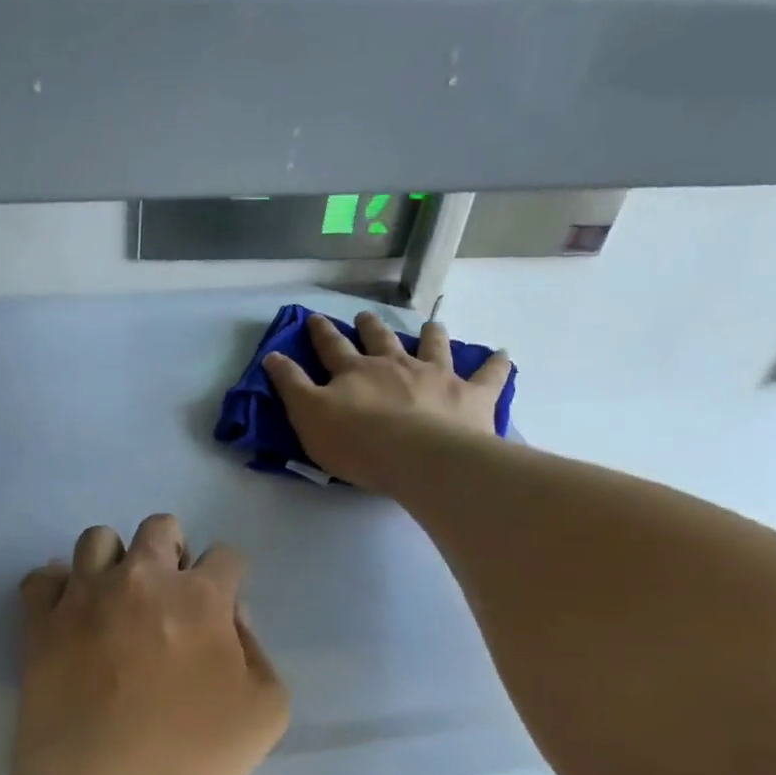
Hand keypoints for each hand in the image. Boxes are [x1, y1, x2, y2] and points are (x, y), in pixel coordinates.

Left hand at [8, 515, 288, 774]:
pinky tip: (69, 612)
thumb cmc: (190, 757)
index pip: (225, 555)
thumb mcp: (266, 712)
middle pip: (160, 528)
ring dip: (115, 559)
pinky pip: (41, 578)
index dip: (228, 578)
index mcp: (199, 597)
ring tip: (117, 598)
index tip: (220, 609)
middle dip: (173, 550)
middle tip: (170, 595)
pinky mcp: (40, 622)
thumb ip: (258, 651)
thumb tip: (232, 617)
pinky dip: (57, 587)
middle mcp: (141, 579)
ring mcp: (84, 596)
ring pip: (97, 539)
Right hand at [264, 311, 511, 495]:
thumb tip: (272, 356)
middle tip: (365, 317)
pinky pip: (489, 374)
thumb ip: (291, 386)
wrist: (419, 458)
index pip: (332, 347)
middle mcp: (395, 364)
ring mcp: (436, 375)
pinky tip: (502, 354)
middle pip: (380, 339)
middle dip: (370, 327)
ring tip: (432, 325)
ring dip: (431, 333)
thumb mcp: (309, 417)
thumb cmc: (358, 443)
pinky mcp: (471, 394)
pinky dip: (495, 364)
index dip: (321, 333)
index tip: (313, 319)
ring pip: (433, 345)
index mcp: (355, 371)